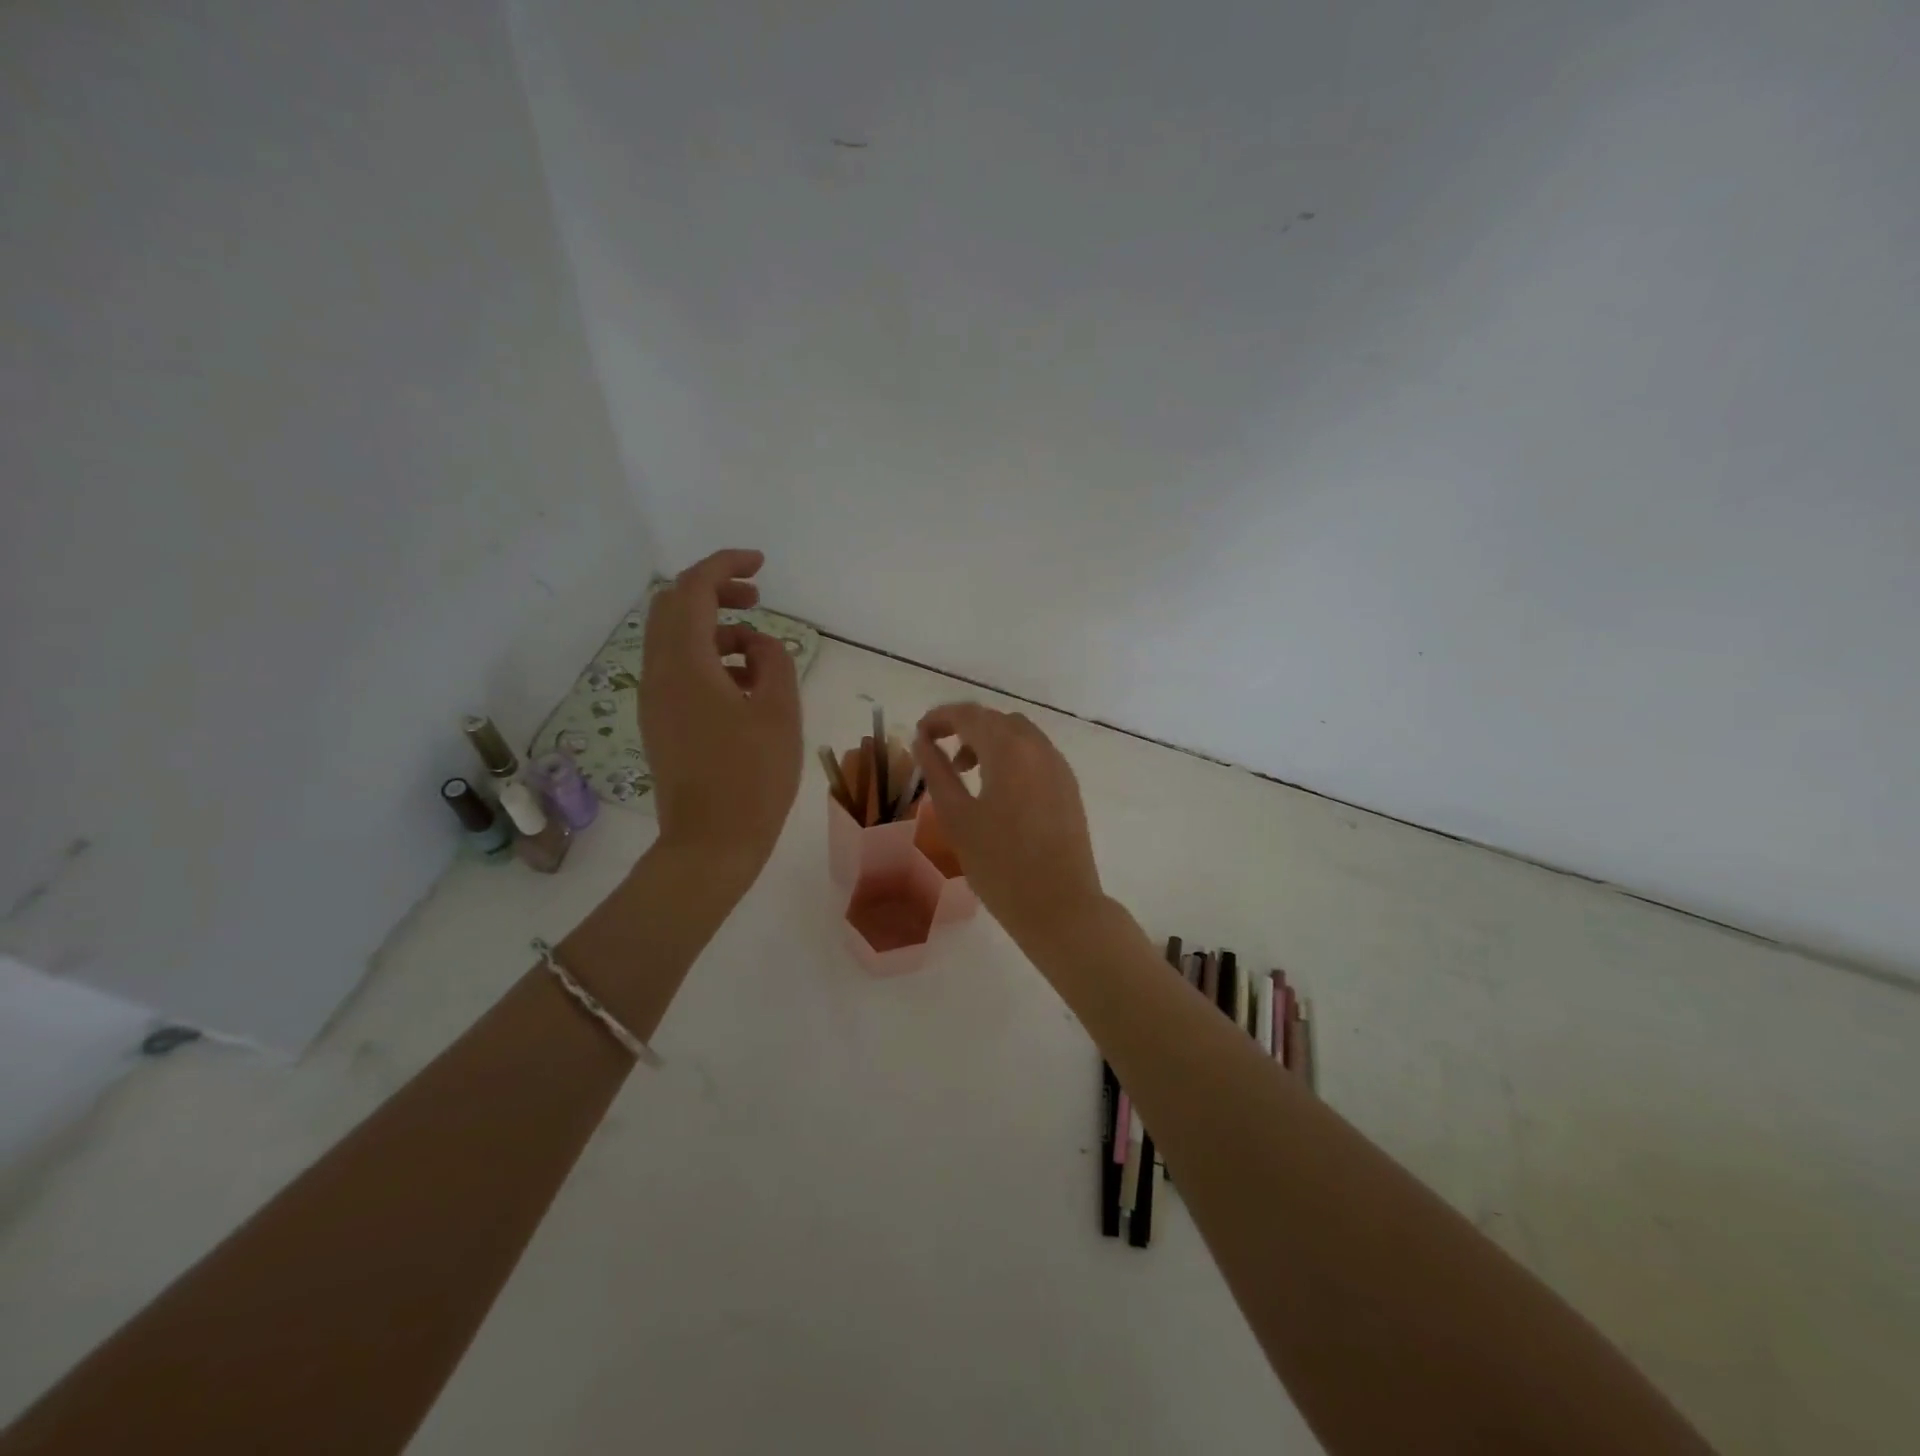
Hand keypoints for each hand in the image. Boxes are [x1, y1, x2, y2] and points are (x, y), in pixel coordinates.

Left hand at [640, 549, 801, 875]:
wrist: (711, 844)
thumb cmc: (753, 778)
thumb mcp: (779, 712)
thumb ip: (773, 661)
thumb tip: (759, 644)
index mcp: (686, 665)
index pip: (693, 591)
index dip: (724, 565)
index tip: (761, 564)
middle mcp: (659, 674)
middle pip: (673, 608)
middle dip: (714, 592)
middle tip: (756, 598)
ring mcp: (655, 700)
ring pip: (674, 639)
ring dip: (713, 628)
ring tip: (759, 650)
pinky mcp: (660, 723)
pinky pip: (677, 670)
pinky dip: (707, 658)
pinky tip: (743, 685)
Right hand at [912, 703, 1107, 952]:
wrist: (1060, 906)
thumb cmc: (1000, 864)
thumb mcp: (957, 817)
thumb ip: (937, 772)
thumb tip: (923, 742)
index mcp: (1009, 749)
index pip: (969, 715)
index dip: (940, 718)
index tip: (919, 734)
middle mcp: (1038, 747)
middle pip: (996, 720)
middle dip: (964, 728)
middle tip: (938, 753)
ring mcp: (1059, 766)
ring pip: (1019, 735)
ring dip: (989, 741)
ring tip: (967, 773)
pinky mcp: (1069, 786)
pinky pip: (1036, 754)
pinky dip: (1011, 757)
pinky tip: (998, 790)